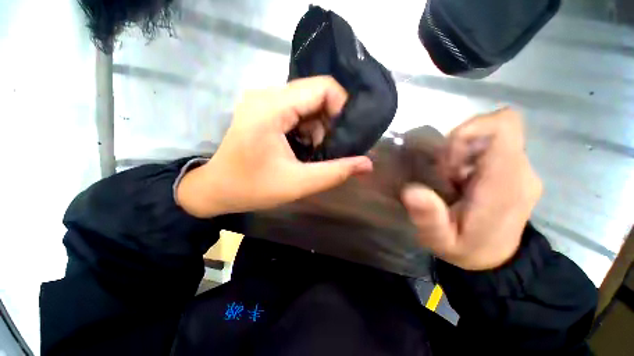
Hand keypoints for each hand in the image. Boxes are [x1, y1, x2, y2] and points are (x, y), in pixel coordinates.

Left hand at [177, 76, 372, 217]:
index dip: (342, 108)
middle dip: (330, 122)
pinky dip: (306, 128)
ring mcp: (263, 101)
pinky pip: (296, 111)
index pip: (322, 88)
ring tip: (314, 152)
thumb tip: (367, 164)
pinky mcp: (263, 110)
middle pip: (315, 95)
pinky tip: (303, 148)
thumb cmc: (252, 188)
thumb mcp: (298, 183)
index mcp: (272, 108)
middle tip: (330, 149)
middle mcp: (267, 95)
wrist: (216, 189)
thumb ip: (335, 172)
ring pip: (307, 104)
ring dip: (318, 128)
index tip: (346, 135)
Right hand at [402, 108, 541, 269]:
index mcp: (505, 185)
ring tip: (451, 178)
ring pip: (495, 135)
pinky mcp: (517, 172)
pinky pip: (494, 146)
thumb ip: (428, 217)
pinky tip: (460, 179)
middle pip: (498, 126)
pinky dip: (471, 155)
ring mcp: (523, 170)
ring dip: (465, 149)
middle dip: (462, 142)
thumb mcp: (441, 241)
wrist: (497, 261)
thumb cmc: (467, 250)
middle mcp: (521, 171)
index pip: (503, 128)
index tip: (447, 161)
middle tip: (445, 172)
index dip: (467, 133)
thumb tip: (411, 191)